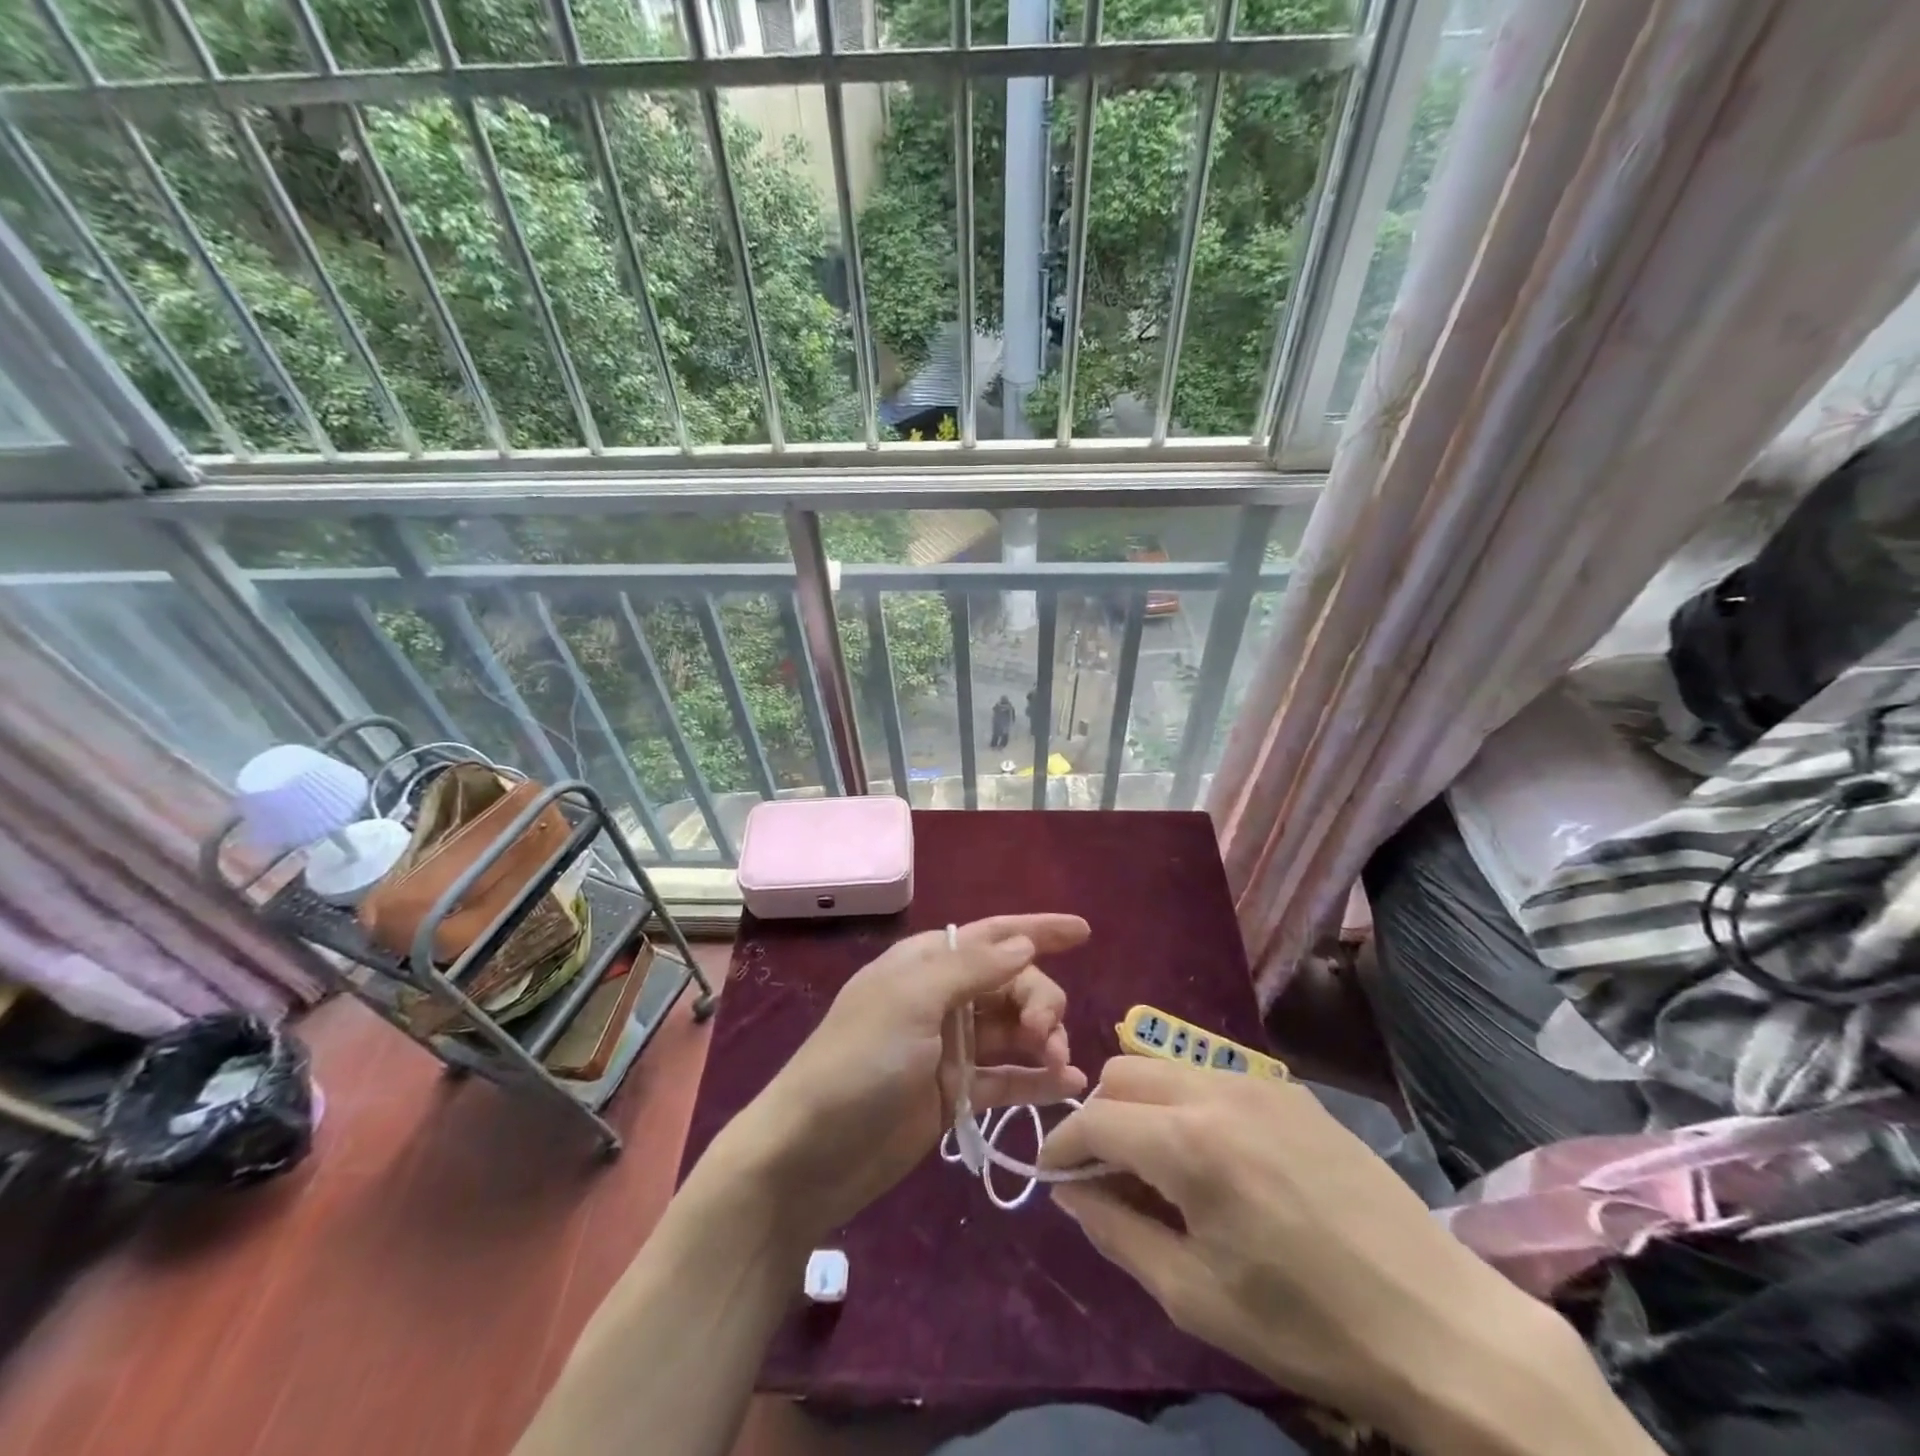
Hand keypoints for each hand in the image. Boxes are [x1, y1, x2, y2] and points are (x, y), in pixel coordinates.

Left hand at [706, 914, 1091, 1249]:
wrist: (808, 1155)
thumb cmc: (858, 1061)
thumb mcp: (912, 1001)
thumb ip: (973, 969)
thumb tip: (1024, 944)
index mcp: (927, 964)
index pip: (993, 936)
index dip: (1038, 930)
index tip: (1084, 931)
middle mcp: (942, 999)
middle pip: (1012, 985)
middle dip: (1040, 999)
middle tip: (1046, 1033)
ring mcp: (949, 1049)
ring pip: (1014, 1031)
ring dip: (1044, 1040)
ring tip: (1059, 1063)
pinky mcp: (954, 1095)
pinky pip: (1006, 1079)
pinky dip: (1036, 1080)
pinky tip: (1068, 1085)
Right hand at [1041, 1058, 1602, 1451]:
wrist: (1440, 1324)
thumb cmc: (1308, 1326)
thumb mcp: (1195, 1295)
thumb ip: (1117, 1230)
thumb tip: (1070, 1190)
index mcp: (1190, 1144)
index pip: (1095, 1118)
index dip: (1061, 1144)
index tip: (1052, 1175)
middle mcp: (1216, 1091)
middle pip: (1122, 1073)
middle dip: (1097, 1115)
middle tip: (1105, 1171)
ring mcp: (1258, 1081)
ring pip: (1164, 1063)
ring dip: (1139, 1101)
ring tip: (1154, 1160)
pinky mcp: (1291, 1089)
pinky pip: (1211, 1074)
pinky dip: (1185, 1099)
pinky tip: (1211, 1152)